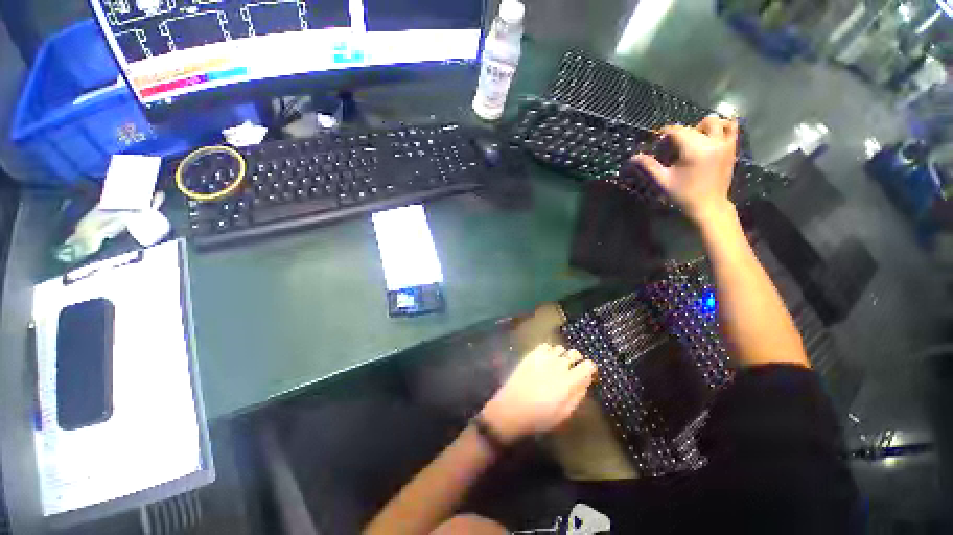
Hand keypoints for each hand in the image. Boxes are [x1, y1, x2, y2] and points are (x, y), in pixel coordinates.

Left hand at [481, 343, 596, 443]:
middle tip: (573, 369)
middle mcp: (558, 365)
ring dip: (562, 355)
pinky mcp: (531, 355)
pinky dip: (549, 351)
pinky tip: (546, 359)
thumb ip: (577, 395)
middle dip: (577, 360)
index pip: (588, 365)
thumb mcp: (564, 413)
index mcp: (569, 380)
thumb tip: (585, 382)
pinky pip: (545, 345)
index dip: (590, 369)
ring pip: (560, 348)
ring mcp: (544, 357)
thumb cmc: (540, 416)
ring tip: (558, 364)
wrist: (512, 408)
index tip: (588, 374)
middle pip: (575, 353)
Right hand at [633, 116, 738, 223]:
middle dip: (679, 134)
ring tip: (692, 142)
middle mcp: (712, 142)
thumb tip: (633, 157)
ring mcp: (725, 143)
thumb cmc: (683, 195)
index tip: (657, 147)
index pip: (676, 130)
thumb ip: (649, 166)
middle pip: (691, 127)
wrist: (709, 206)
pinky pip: (731, 127)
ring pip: (713, 122)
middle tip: (671, 150)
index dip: (664, 136)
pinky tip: (711, 136)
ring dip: (700, 127)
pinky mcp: (732, 147)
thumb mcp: (663, 181)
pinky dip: (721, 127)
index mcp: (694, 149)